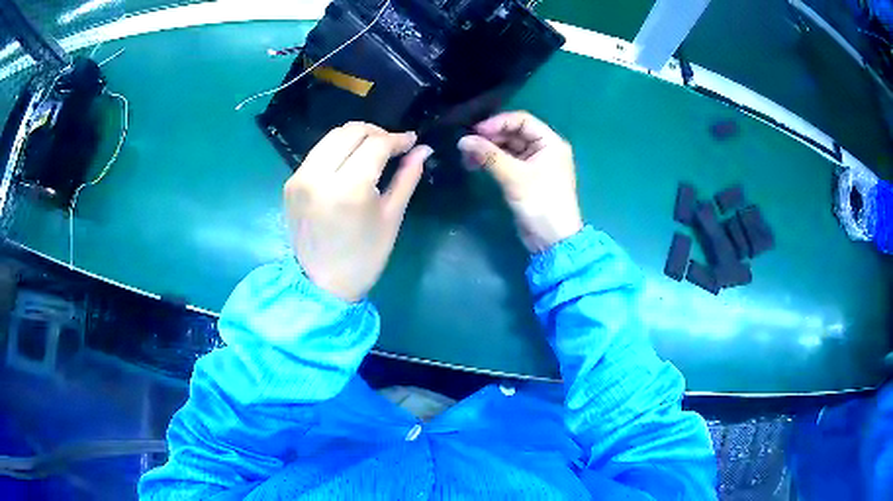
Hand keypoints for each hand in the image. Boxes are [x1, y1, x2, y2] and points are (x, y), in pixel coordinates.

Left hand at [284, 122, 431, 301]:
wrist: (321, 284)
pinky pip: (318, 153)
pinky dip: (337, 150)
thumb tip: (422, 149)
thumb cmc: (364, 257)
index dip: (397, 139)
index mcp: (349, 189)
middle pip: (351, 132)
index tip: (411, 142)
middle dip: (376, 132)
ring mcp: (300, 178)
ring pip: (331, 137)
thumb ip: (407, 177)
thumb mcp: (392, 218)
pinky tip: (349, 164)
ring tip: (372, 151)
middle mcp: (319, 176)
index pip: (375, 144)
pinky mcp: (291, 183)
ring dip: (355, 137)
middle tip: (392, 146)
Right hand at [458, 111, 582, 252]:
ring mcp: (534, 164)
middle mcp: (543, 149)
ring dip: (488, 150)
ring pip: (508, 148)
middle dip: (490, 137)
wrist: (552, 240)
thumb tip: (462, 140)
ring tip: (466, 157)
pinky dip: (492, 162)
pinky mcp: (525, 178)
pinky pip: (506, 162)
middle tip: (466, 145)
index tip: (475, 131)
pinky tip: (474, 165)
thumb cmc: (541, 203)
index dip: (497, 123)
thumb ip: (489, 156)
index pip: (522, 120)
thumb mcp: (515, 177)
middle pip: (513, 133)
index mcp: (550, 142)